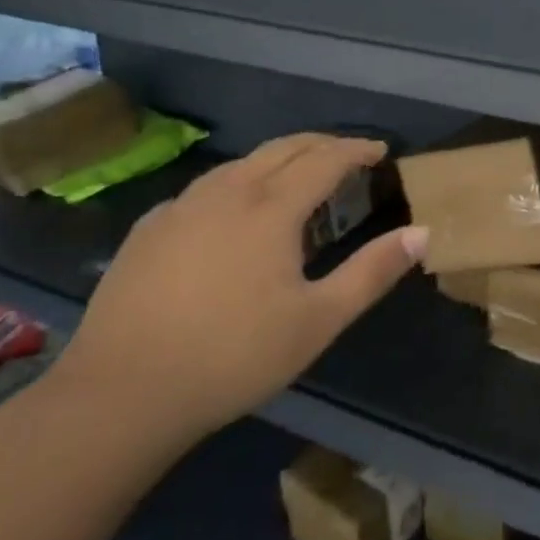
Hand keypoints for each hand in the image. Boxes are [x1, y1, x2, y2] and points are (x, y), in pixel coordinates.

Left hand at [50, 134, 426, 449]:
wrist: (118, 396)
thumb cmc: (233, 357)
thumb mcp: (318, 320)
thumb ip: (373, 272)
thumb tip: (421, 232)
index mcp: (271, 208)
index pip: (325, 159)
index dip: (357, 150)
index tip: (380, 151)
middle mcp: (227, 193)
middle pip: (283, 148)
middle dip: (321, 143)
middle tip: (348, 154)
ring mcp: (181, 208)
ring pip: (241, 163)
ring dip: (279, 159)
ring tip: (298, 177)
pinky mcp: (148, 230)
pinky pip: (206, 188)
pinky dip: (238, 182)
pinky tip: (234, 211)